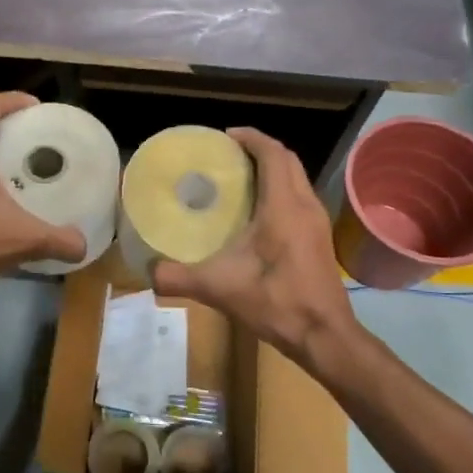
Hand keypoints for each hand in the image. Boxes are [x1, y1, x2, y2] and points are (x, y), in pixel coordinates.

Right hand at [152, 128, 355, 366]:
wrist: (325, 336)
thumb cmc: (276, 302)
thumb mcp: (219, 289)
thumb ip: (179, 278)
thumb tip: (147, 272)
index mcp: (284, 206)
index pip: (273, 154)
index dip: (251, 138)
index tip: (225, 135)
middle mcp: (305, 205)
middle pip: (288, 161)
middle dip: (260, 150)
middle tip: (228, 155)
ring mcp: (317, 222)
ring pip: (297, 179)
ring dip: (273, 170)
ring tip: (240, 178)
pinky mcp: (319, 238)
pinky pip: (300, 198)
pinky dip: (280, 191)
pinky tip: (257, 213)